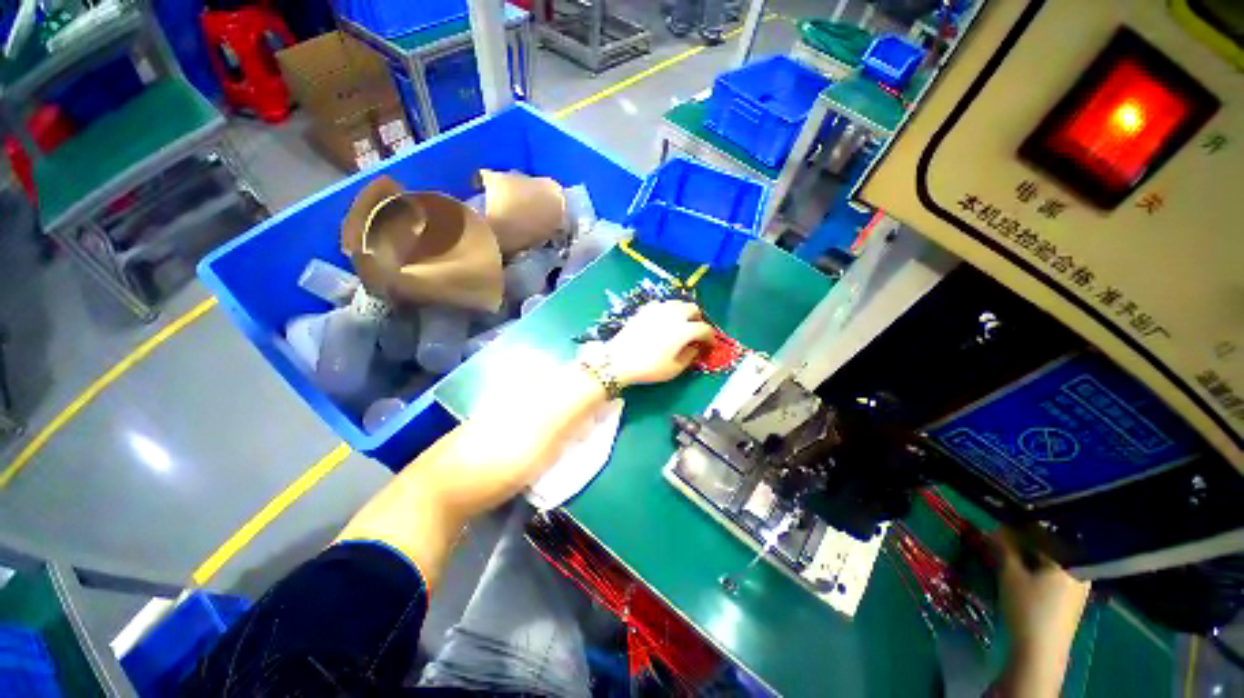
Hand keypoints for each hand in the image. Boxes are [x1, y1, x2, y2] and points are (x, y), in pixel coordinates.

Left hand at [605, 300, 714, 386]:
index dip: (710, 337)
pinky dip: (668, 311)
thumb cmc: (648, 368)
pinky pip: (662, 305)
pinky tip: (664, 320)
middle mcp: (673, 315)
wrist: (618, 360)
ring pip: (678, 303)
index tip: (710, 345)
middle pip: (693, 309)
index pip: (704, 329)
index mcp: (684, 330)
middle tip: (696, 332)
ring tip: (681, 324)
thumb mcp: (674, 369)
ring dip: (684, 312)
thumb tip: (694, 348)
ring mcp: (658, 309)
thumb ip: (689, 356)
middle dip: (698, 319)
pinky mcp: (644, 309)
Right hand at [994, 529, 1089, 696]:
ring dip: (1033, 554)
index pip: (1046, 530)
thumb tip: (998, 526)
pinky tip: (1026, 571)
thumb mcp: (1010, 574)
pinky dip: (1041, 567)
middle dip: (1028, 539)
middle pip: (1053, 545)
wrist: (1040, 650)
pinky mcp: (1073, 598)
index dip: (1022, 524)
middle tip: (1004, 537)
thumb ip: (1005, 547)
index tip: (1002, 520)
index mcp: (1069, 559)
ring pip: (1055, 560)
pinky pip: (1058, 572)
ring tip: (1012, 553)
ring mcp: (1079, 585)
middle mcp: (1079, 568)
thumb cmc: (1027, 607)